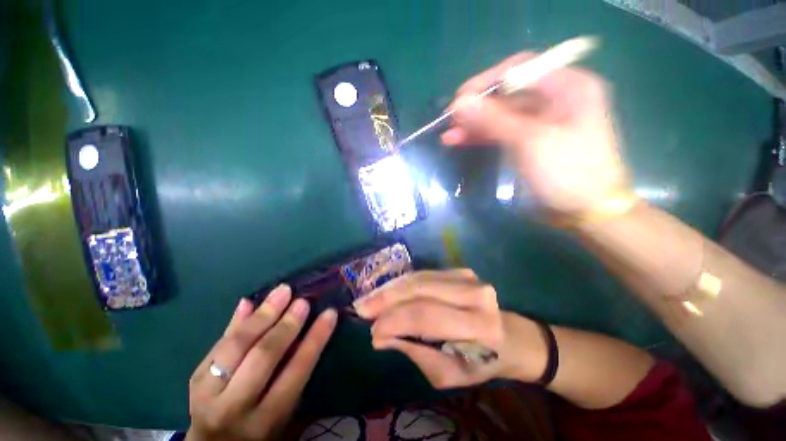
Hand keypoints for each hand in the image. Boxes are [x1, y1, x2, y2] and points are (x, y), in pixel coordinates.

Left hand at [187, 285, 336, 440]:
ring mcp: (207, 392)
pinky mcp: (193, 378)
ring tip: (282, 292)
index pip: (296, 370)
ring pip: (236, 345)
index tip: (330, 314)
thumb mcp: (283, 413)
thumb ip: (295, 374)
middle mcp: (235, 408)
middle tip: (303, 301)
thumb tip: (310, 334)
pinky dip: (238, 320)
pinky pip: (218, 342)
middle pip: (263, 356)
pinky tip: (250, 302)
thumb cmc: (259, 428)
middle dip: (286, 324)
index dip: (315, 339)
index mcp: (266, 419)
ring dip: (262, 315)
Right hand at [353, 269, 547, 387]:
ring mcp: (468, 277)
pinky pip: (423, 274)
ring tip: (369, 299)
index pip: (425, 316)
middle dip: (385, 298)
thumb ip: (413, 350)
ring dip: (390, 288)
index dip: (394, 321)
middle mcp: (475, 294)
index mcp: (478, 326)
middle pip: (419, 289)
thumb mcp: (447, 371)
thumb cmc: (480, 361)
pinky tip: (387, 292)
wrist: (508, 336)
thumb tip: (379, 335)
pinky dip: (402, 283)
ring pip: (418, 278)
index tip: (371, 331)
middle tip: (361, 307)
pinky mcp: (460, 270)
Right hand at [442, 53, 627, 216]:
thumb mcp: (530, 141)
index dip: (486, 82)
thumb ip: (493, 119)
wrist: (585, 211)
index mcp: (568, 86)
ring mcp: (542, 120)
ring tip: (449, 135)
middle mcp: (556, 97)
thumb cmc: (567, 172)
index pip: (520, 69)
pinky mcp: (530, 140)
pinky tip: (460, 141)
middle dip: (477, 107)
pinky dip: (482, 136)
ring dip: (475, 124)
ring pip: (501, 115)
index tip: (459, 99)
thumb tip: (459, 103)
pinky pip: (502, 132)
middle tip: (450, 120)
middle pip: (508, 93)